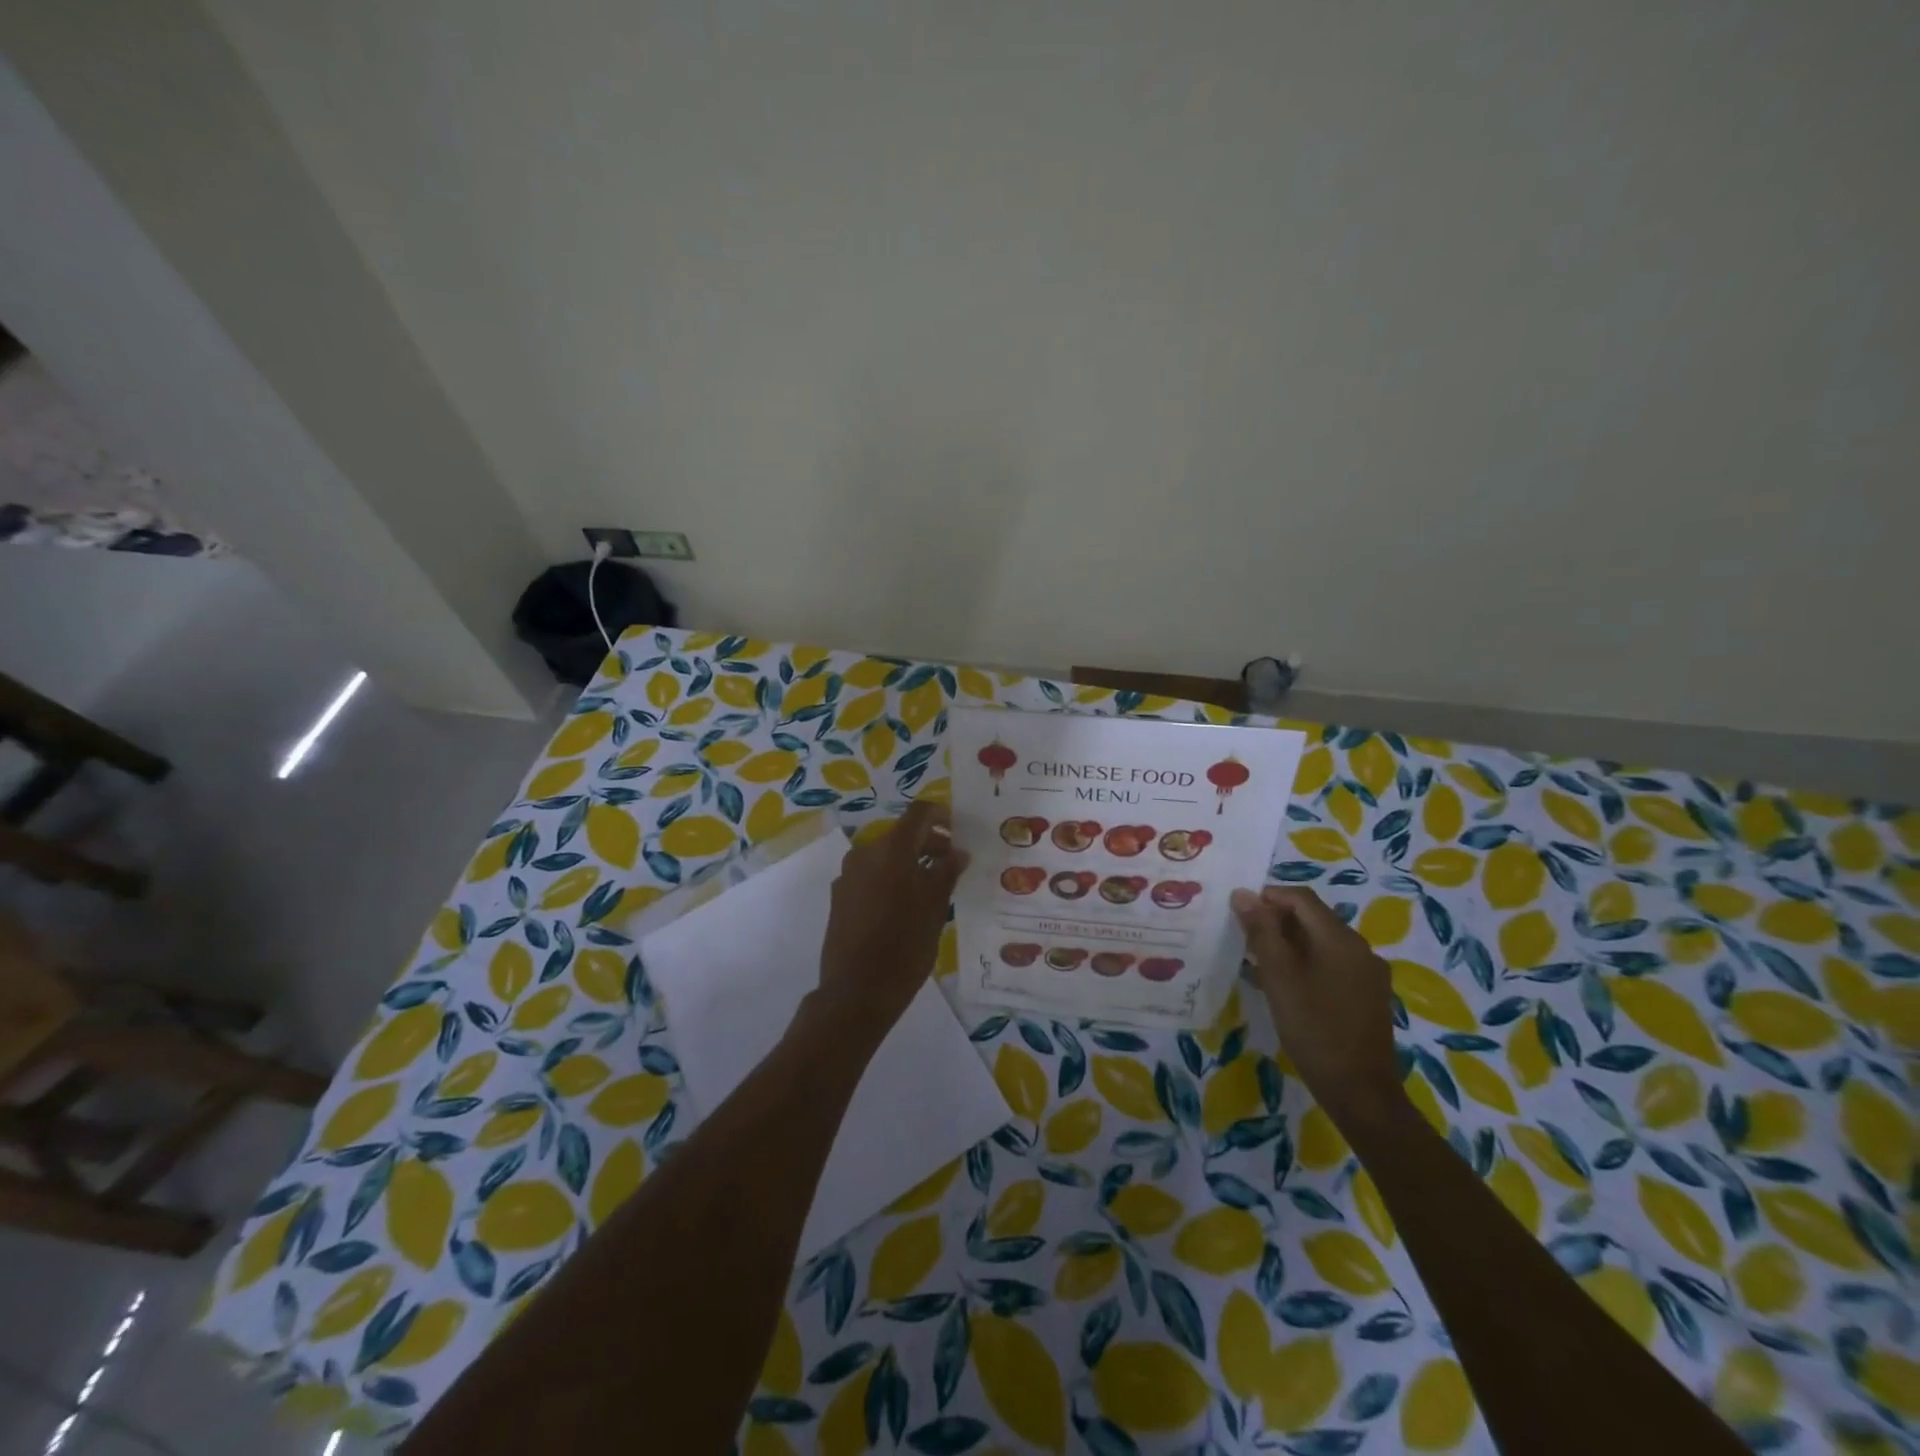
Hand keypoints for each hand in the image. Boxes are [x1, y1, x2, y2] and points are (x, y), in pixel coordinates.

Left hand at [808, 802, 969, 1046]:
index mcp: (891, 849)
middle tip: (953, 864)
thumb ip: (947, 872)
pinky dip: (891, 879)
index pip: (919, 813)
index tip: (960, 831)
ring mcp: (848, 875)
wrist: (855, 992)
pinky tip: (906, 907)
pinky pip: (871, 876)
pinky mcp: (839, 897)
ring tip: (933, 889)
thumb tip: (957, 852)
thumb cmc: (904, 946)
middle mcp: (865, 853)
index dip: (942, 815)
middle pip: (902, 834)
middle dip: (929, 843)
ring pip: (885, 856)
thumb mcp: (935, 907)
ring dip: (910, 863)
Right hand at [1232, 885, 1402, 1132]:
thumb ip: (1261, 931)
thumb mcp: (1279, 976)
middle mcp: (1360, 948)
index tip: (1239, 910)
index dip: (1268, 896)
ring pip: (1323, 942)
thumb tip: (1243, 894)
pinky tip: (1288, 986)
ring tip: (1260, 962)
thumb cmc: (1314, 1027)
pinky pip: (1334, 964)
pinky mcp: (1369, 996)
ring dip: (1290, 943)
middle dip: (1277, 921)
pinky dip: (1307, 963)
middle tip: (1245, 938)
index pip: (1301, 898)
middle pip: (1314, 918)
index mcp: (1340, 938)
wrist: (1360, 1091)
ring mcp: (1369, 974)